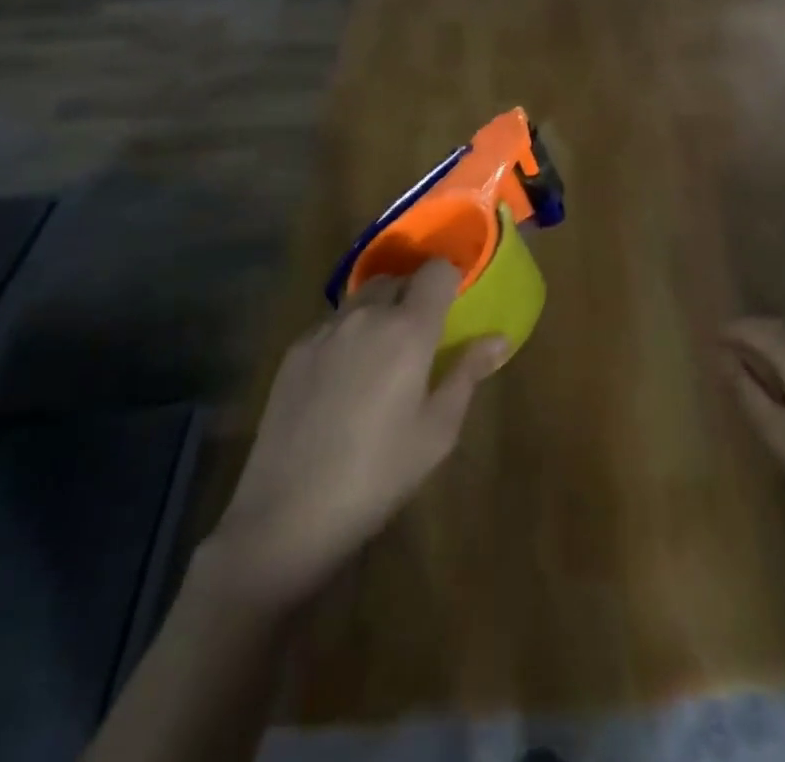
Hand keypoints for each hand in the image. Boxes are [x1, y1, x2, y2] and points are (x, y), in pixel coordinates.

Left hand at [201, 262, 507, 611]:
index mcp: (408, 329)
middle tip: (422, 337)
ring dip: (380, 311)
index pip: (436, 270)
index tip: (455, 305)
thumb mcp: (438, 431)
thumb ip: (467, 373)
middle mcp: (366, 315)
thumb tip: (498, 339)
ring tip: (382, 357)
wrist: (287, 514)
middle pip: (397, 279)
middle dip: (414, 295)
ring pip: (362, 298)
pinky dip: (349, 333)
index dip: (450, 279)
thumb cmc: (378, 474)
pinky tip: (345, 379)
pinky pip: (333, 323)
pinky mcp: (295, 350)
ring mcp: (325, 330)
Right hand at [720, 318, 784, 560]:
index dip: (727, 333)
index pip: (750, 328)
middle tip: (731, 356)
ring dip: (779, 348)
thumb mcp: (781, 437)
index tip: (709, 342)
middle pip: (777, 328)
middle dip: (752, 337)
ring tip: (764, 371)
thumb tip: (722, 357)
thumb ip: (747, 393)